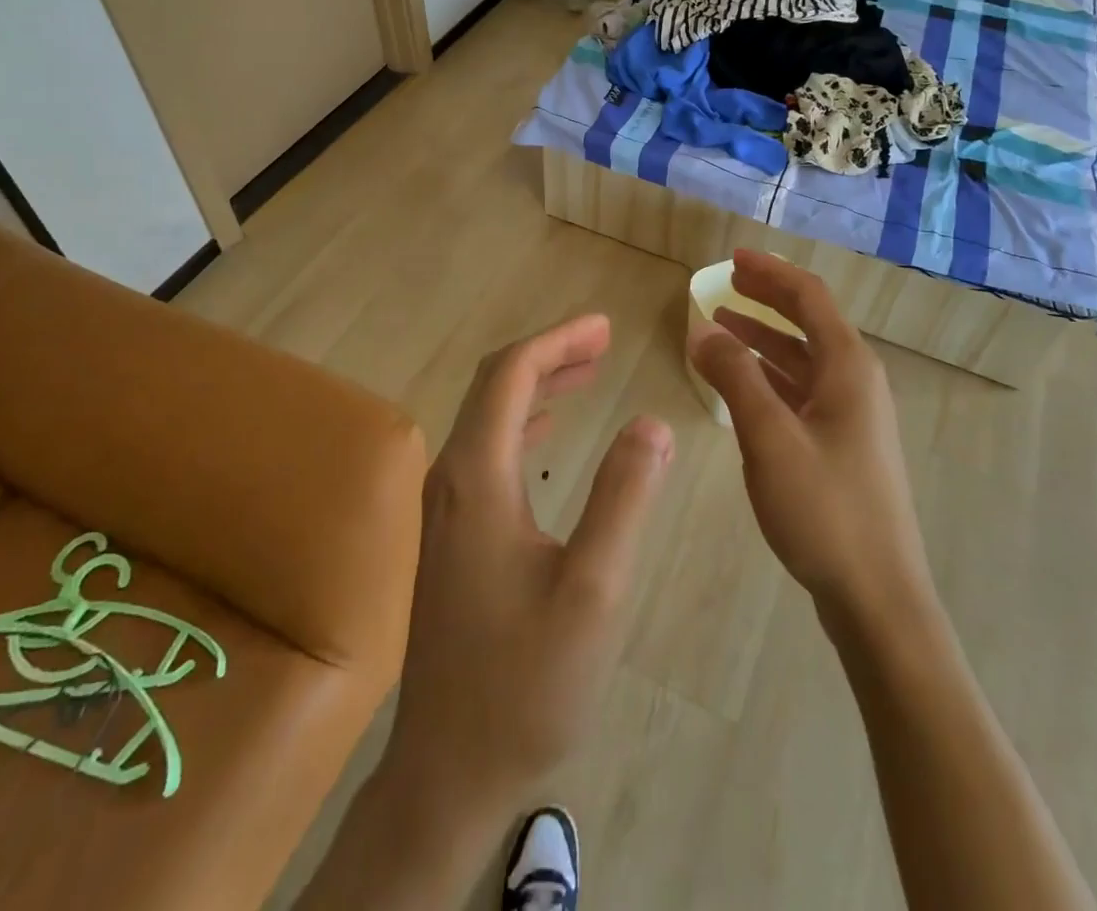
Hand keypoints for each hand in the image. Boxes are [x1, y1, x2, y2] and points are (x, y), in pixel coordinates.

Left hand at [385, 314, 674, 821]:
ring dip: (536, 386)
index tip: (605, 326)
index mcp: (477, 477)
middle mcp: (450, 478)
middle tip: (603, 340)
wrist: (447, 771)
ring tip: (587, 372)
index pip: (510, 375)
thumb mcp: (593, 589)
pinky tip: (546, 431)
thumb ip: (624, 496)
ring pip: (488, 417)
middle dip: (549, 354)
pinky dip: (522, 422)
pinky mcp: (451, 534)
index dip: (558, 341)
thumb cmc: (525, 681)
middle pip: (493, 386)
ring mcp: (445, 508)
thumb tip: (652, 422)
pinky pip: (485, 450)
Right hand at [689, 251, 933, 628]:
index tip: (732, 258)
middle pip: (809, 322)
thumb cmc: (824, 509)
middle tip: (724, 283)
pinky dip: (770, 376)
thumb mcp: (770, 437)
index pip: (809, 297)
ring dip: (764, 338)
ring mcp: (852, 416)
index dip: (770, 272)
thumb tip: (704, 328)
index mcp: (848, 367)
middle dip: (767, 298)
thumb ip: (735, 377)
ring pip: (803, 359)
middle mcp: (856, 381)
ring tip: (721, 326)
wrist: (878, 597)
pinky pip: (802, 391)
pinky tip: (741, 385)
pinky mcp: (843, 446)